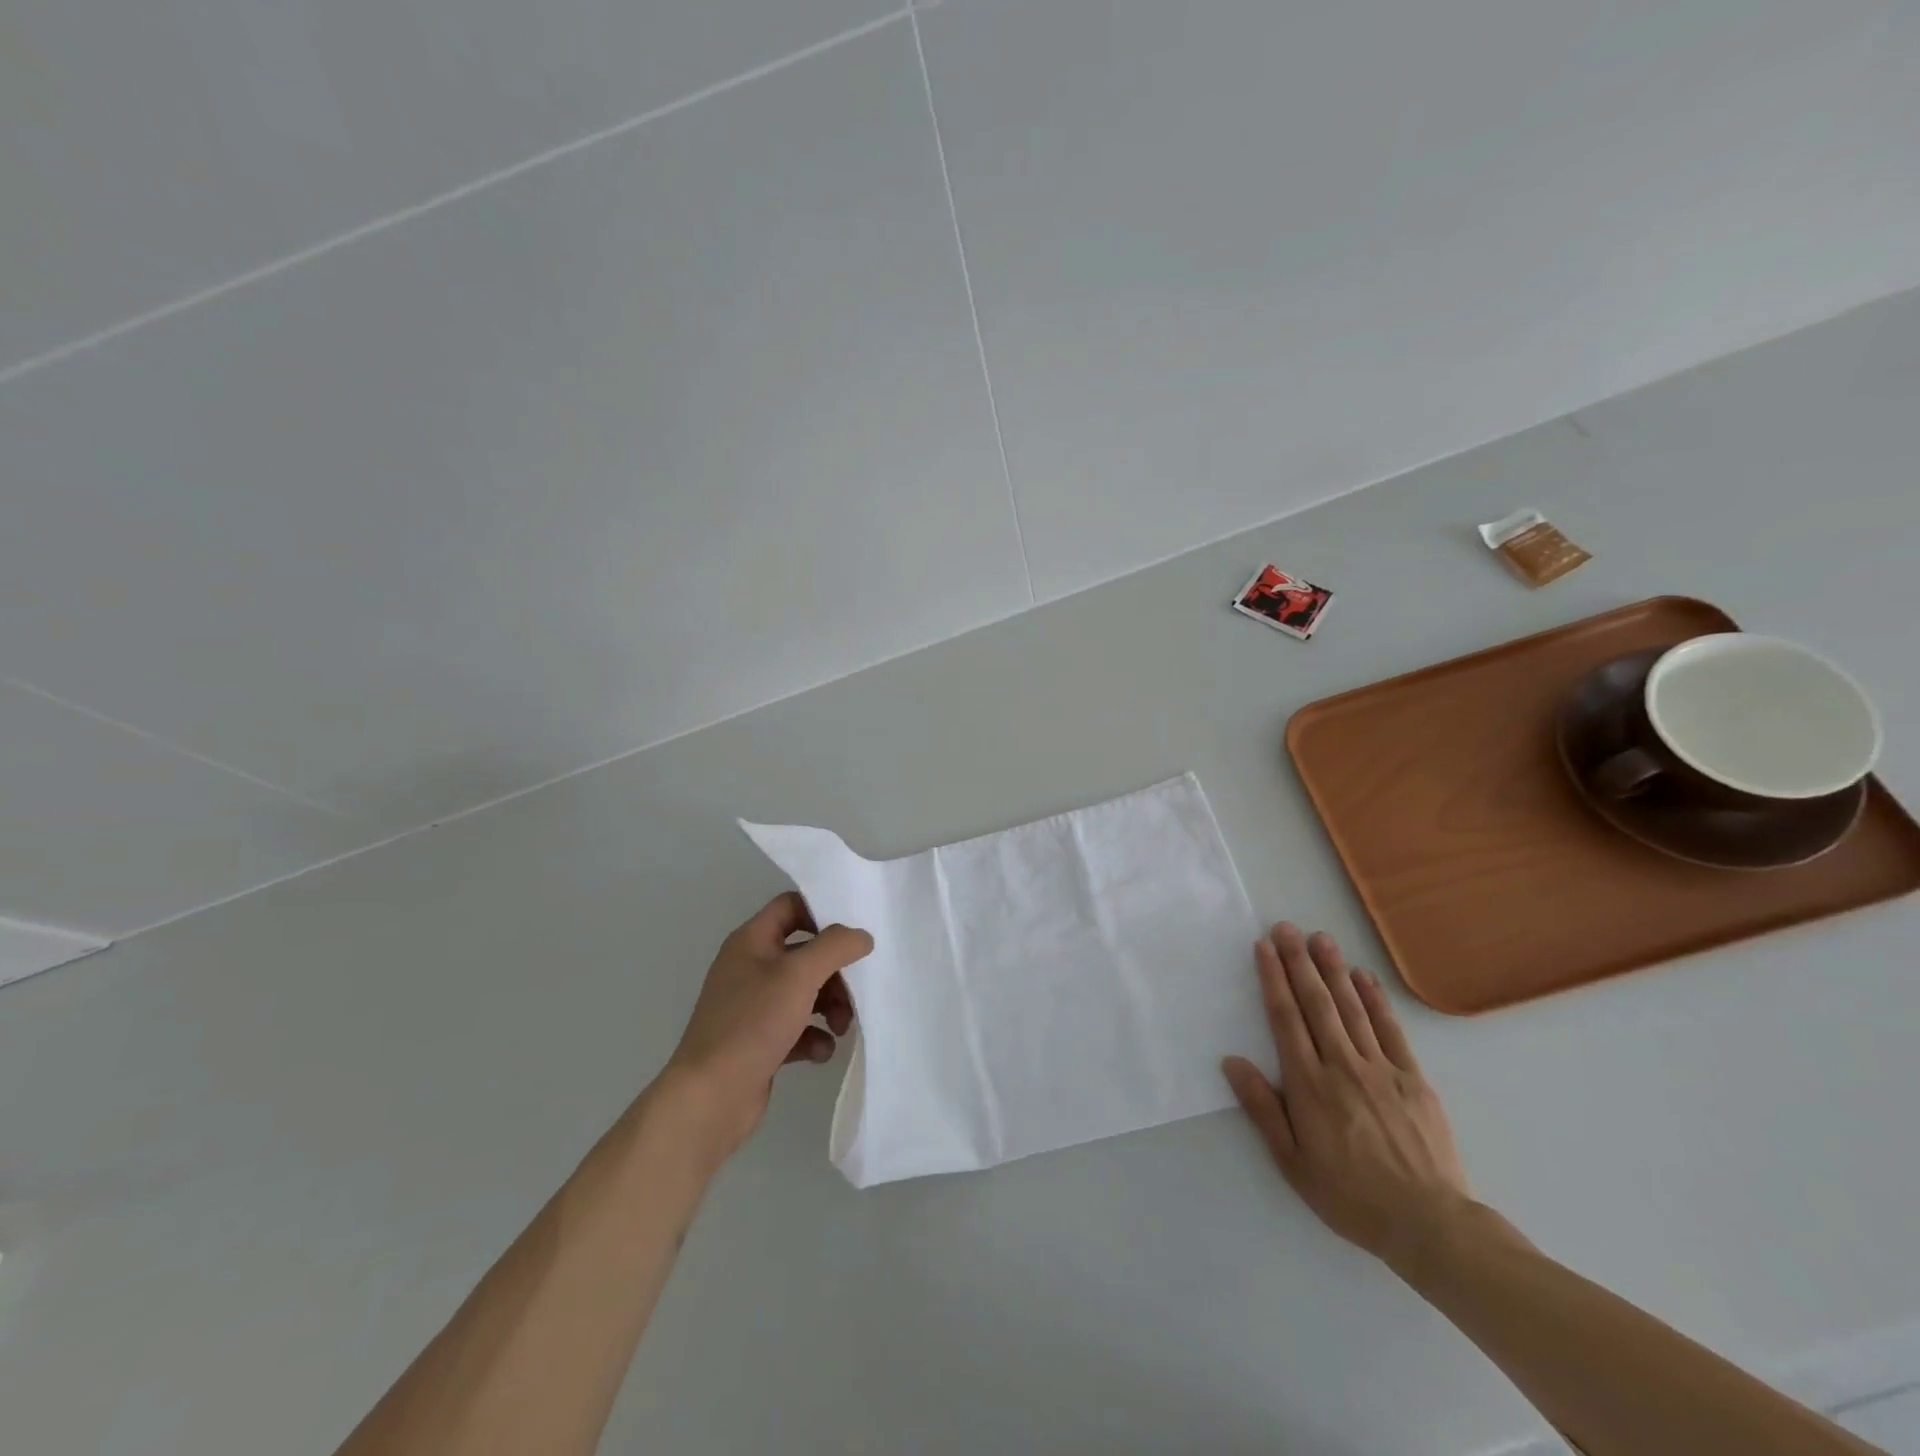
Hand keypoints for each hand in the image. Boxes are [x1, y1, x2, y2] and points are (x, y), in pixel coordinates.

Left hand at [662, 892, 871, 1159]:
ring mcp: (753, 1007)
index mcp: (751, 941)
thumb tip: (862, 936)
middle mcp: (750, 968)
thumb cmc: (753, 1023)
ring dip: (830, 1006)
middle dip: (835, 972)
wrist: (710, 1097)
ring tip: (840, 1028)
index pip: (791, 907)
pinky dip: (813, 1037)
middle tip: (855, 992)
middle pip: (805, 953)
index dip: (822, 913)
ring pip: (805, 993)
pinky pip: (797, 1028)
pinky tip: (820, 1052)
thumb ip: (836, 947)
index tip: (851, 935)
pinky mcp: (759, 1042)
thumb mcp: (799, 975)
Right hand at [1222, 923, 1472, 1266]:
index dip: (1273, 980)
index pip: (1285, 1020)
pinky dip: (1375, 1000)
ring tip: (1320, 938)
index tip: (1264, 948)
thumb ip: (1262, 1109)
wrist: (1431, 1226)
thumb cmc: (1351, 1197)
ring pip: (1352, 1009)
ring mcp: (1381, 1069)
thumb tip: (1232, 1062)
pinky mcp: (1413, 1078)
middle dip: (1299, 962)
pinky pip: (1391, 1030)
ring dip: (1333, 970)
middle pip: (1316, 1004)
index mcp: (1310, 1086)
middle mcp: (1342, 1067)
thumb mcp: (1293, 1163)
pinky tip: (1363, 977)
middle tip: (1286, 927)